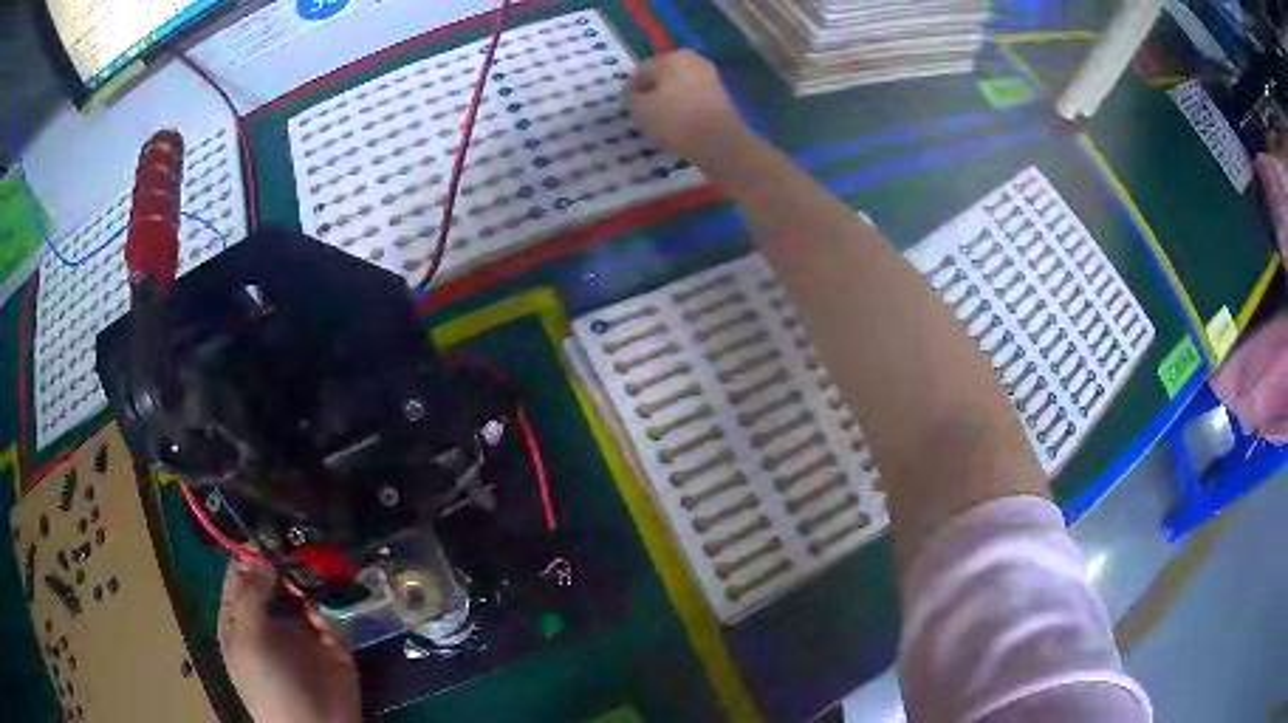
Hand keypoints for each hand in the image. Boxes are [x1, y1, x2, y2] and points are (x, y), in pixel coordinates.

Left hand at [218, 562, 360, 722]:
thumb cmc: (269, 686)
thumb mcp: (247, 640)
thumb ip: (251, 595)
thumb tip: (265, 559)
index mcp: (241, 618)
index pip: (241, 573)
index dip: (251, 551)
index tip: (268, 531)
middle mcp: (270, 620)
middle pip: (275, 578)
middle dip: (286, 562)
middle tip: (299, 547)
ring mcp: (302, 633)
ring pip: (304, 592)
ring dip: (310, 582)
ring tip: (315, 576)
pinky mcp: (333, 646)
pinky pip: (331, 617)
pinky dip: (328, 613)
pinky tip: (324, 623)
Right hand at [626, 50, 747, 169]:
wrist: (719, 140)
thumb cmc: (674, 120)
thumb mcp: (640, 109)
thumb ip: (631, 96)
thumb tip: (634, 91)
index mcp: (669, 57)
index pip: (641, 72)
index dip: (633, 91)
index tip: (632, 109)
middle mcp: (691, 59)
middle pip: (662, 75)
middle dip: (654, 91)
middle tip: (647, 114)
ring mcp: (709, 74)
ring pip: (679, 85)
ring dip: (670, 98)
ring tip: (664, 120)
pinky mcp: (720, 91)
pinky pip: (693, 95)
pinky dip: (685, 104)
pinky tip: (682, 121)